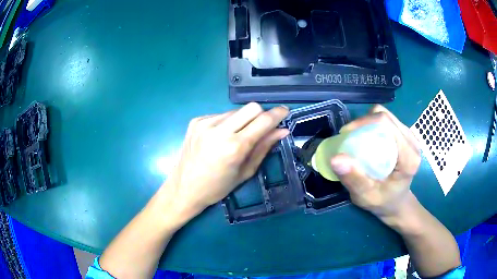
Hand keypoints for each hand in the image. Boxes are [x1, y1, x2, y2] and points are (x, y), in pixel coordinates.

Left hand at [163, 103, 288, 218]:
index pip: (263, 120)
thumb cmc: (217, 188)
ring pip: (235, 111)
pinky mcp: (196, 121)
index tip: (285, 112)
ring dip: (243, 120)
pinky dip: (226, 123)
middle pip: (251, 107)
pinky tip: (220, 137)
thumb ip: (264, 148)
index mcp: (235, 147)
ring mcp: (205, 123)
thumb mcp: (245, 172)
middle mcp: (219, 130)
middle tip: (261, 128)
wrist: (184, 188)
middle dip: (261, 115)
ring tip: (236, 137)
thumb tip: (282, 130)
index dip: (277, 114)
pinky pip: (220, 114)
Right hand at [329, 105, 420, 224]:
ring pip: (386, 116)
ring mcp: (410, 137)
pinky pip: (387, 121)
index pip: (387, 125)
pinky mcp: (405, 136)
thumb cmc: (383, 202)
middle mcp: (412, 143)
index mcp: (409, 157)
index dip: (364, 122)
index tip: (345, 134)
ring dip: (368, 122)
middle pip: (386, 117)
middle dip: (364, 122)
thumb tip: (335, 158)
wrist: (397, 203)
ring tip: (356, 138)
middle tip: (348, 137)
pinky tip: (367, 139)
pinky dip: (373, 125)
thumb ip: (354, 179)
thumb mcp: (366, 196)